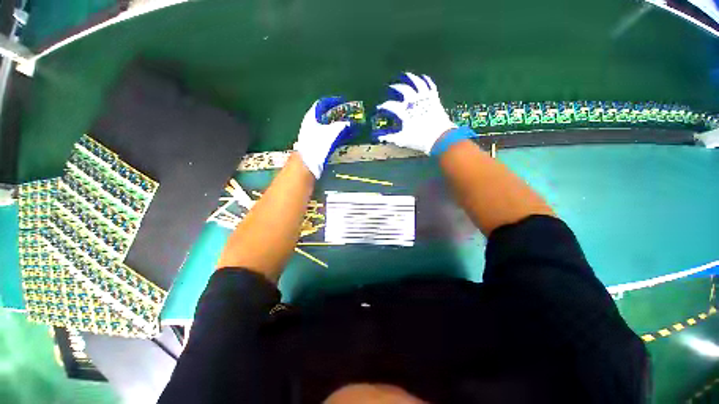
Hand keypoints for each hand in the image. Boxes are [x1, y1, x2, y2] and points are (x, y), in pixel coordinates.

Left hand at [294, 97, 357, 177]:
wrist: (306, 164)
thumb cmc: (317, 145)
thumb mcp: (331, 133)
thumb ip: (341, 126)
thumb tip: (350, 123)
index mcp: (311, 117)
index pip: (321, 104)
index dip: (332, 101)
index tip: (342, 102)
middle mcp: (310, 124)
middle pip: (323, 115)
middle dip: (336, 114)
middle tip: (347, 115)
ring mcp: (311, 135)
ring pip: (325, 126)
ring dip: (336, 125)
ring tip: (347, 126)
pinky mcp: (314, 144)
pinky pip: (326, 135)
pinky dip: (334, 134)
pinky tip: (341, 138)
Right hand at [373, 72, 457, 154]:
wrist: (440, 138)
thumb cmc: (419, 139)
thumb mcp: (402, 140)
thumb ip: (390, 137)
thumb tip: (379, 138)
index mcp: (404, 112)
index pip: (390, 105)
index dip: (383, 106)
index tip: (379, 108)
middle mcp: (414, 101)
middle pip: (403, 89)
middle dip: (396, 87)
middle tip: (391, 86)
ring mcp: (425, 98)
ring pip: (417, 83)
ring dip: (411, 78)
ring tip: (406, 74)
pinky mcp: (434, 98)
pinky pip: (430, 85)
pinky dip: (426, 80)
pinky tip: (423, 77)